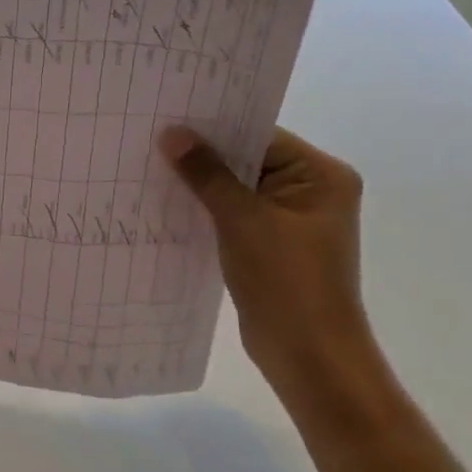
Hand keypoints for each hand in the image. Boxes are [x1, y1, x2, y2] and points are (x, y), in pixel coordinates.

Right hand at [159, 124, 374, 389]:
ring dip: (200, 181)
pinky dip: (206, 207)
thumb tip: (172, 133)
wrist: (309, 357)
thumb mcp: (242, 220)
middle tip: (151, 135)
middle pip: (247, 158)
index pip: (260, 134)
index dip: (214, 125)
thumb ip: (207, 173)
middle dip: (202, 153)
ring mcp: (290, 218)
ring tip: (150, 164)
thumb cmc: (287, 282)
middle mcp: (311, 190)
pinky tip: (167, 201)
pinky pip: (233, 212)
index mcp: (321, 175)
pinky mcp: (271, 243)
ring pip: (236, 187)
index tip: (169, 114)